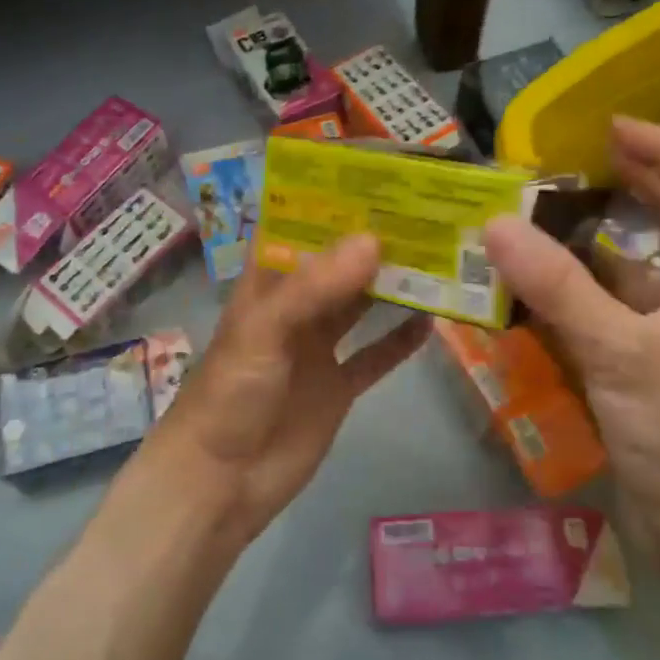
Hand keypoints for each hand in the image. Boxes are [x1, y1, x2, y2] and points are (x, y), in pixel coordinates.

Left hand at [149, 234, 428, 544]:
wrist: (221, 482)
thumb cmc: (230, 394)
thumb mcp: (264, 330)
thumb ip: (315, 287)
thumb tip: (373, 239)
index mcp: (268, 284)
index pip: (299, 228)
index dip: (331, 203)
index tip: (377, 178)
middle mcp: (295, 307)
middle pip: (339, 264)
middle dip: (375, 241)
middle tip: (426, 214)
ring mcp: (318, 347)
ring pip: (361, 305)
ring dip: (393, 285)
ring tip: (439, 258)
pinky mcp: (337, 386)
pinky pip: (375, 355)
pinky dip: (400, 340)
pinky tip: (432, 321)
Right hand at [484, 117, 659, 555]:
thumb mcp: (619, 352)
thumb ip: (558, 287)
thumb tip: (495, 225)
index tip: (609, 129)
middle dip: (622, 185)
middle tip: (561, 166)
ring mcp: (658, 336)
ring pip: (619, 272)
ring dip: (578, 245)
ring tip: (524, 225)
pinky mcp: (632, 369)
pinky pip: (595, 315)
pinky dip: (562, 297)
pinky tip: (522, 296)